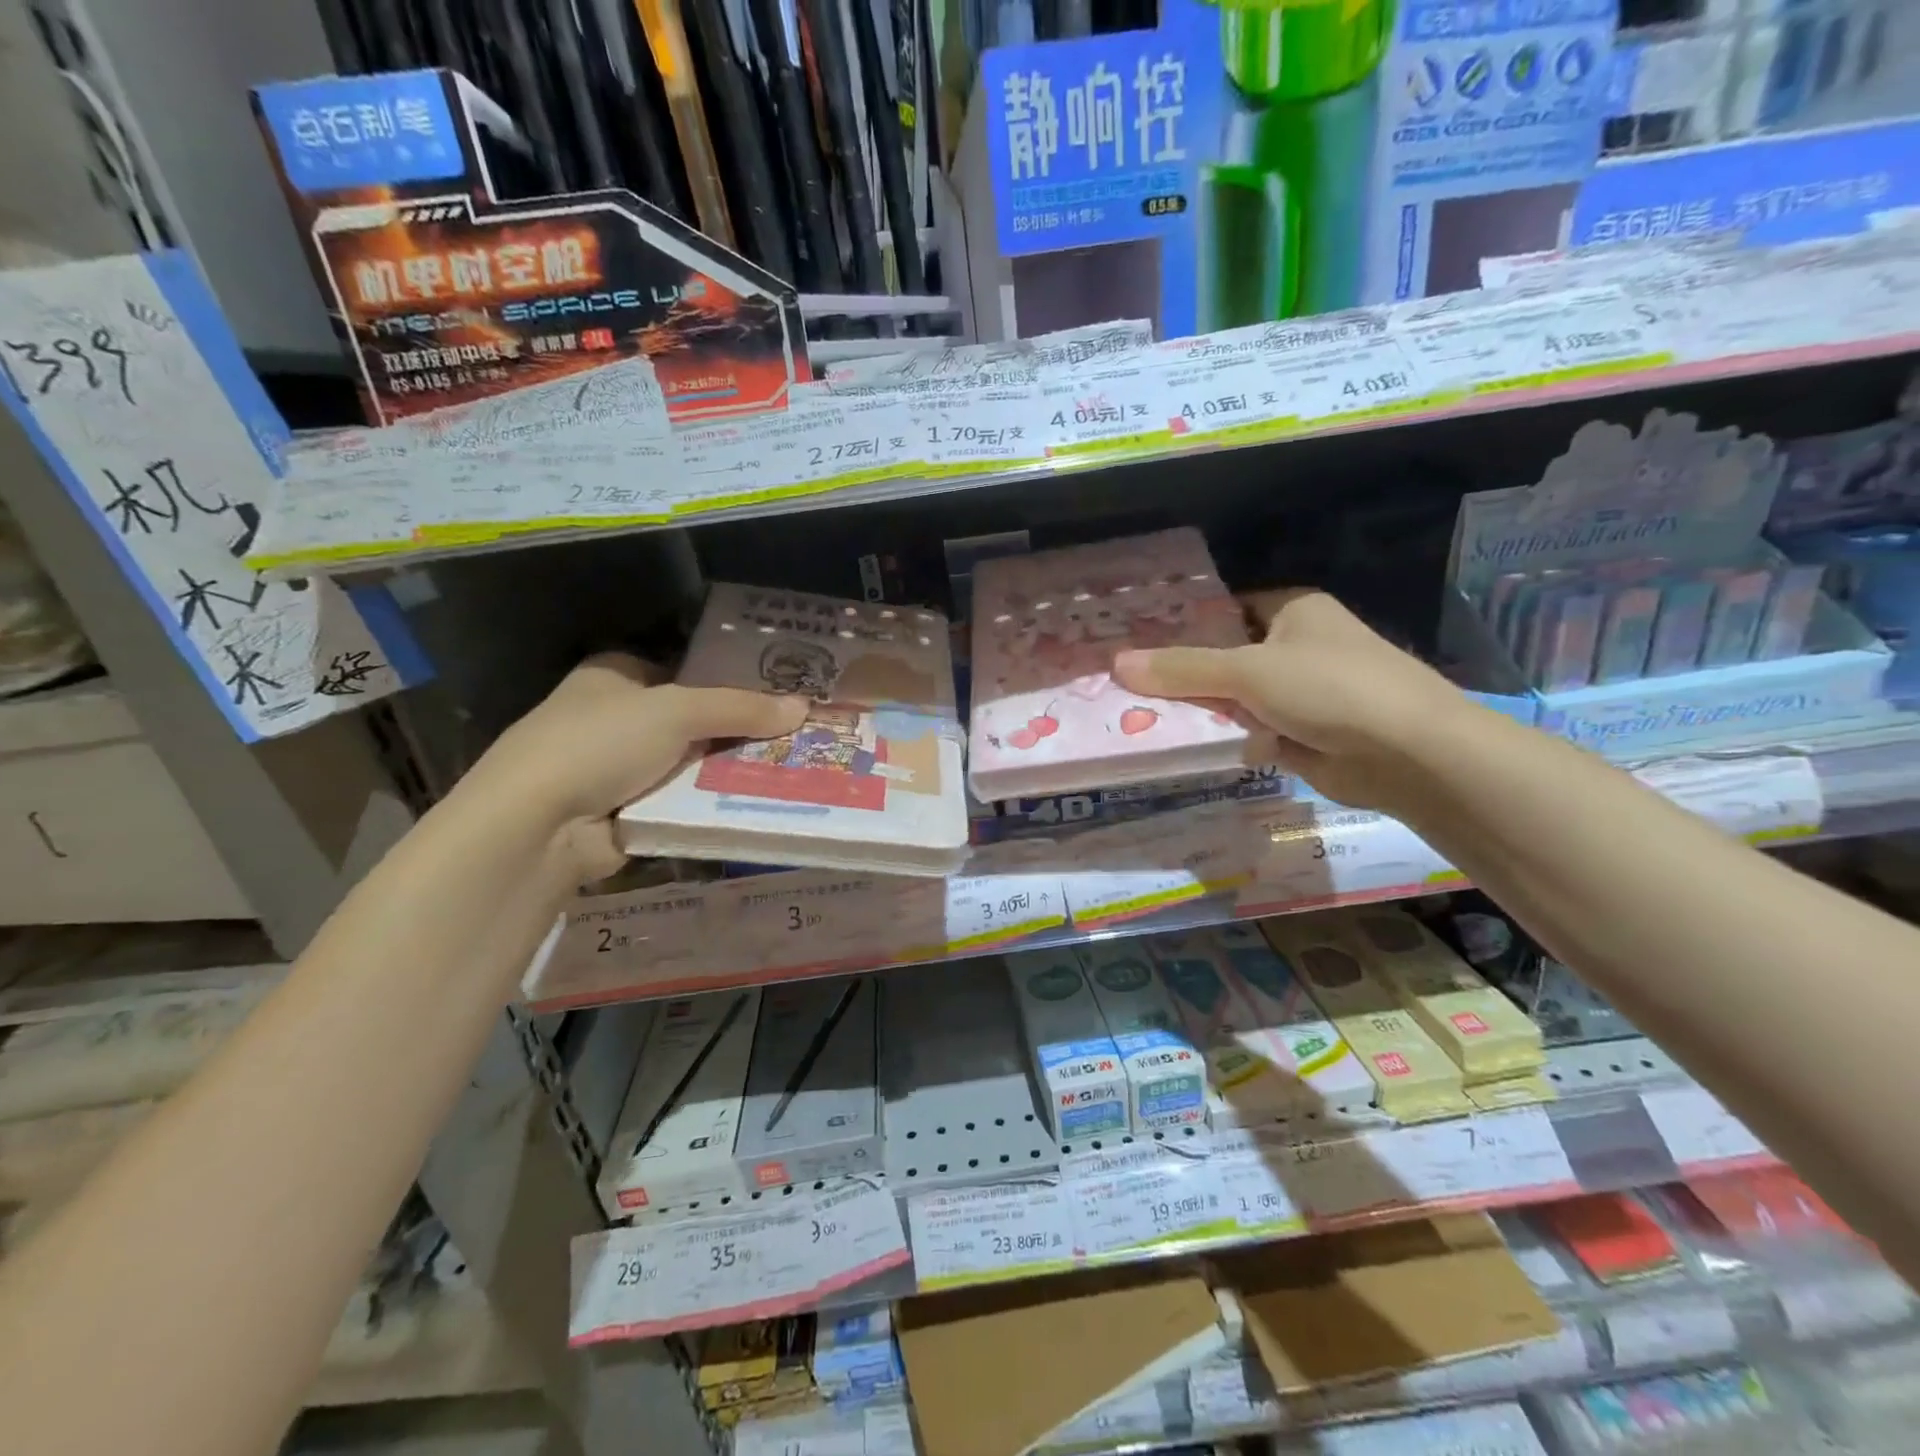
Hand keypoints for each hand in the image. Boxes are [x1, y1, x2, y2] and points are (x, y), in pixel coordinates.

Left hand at [469, 653, 806, 879]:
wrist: (537, 826)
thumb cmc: (599, 743)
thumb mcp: (677, 711)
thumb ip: (741, 708)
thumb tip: (803, 707)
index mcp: (618, 674)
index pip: (688, 669)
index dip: (734, 678)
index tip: (783, 689)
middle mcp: (620, 716)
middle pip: (697, 717)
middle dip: (742, 727)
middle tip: (801, 730)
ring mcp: (623, 766)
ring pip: (696, 762)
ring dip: (734, 767)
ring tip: (796, 764)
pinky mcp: (632, 809)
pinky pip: (687, 800)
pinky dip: (717, 802)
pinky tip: (764, 799)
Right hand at [1111, 590, 1471, 808]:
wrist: (1408, 753)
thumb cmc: (1330, 688)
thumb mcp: (1247, 671)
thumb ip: (1182, 669)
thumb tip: (1117, 664)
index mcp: (1291, 610)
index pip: (1223, 608)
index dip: (1181, 622)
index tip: (1134, 638)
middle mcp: (1295, 646)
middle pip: (1223, 656)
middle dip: (1182, 673)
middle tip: (1125, 683)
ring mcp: (1299, 692)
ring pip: (1233, 698)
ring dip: (1199, 710)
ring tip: (1138, 716)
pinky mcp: (1300, 734)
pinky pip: (1248, 730)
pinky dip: (1223, 737)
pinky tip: (1178, 743)